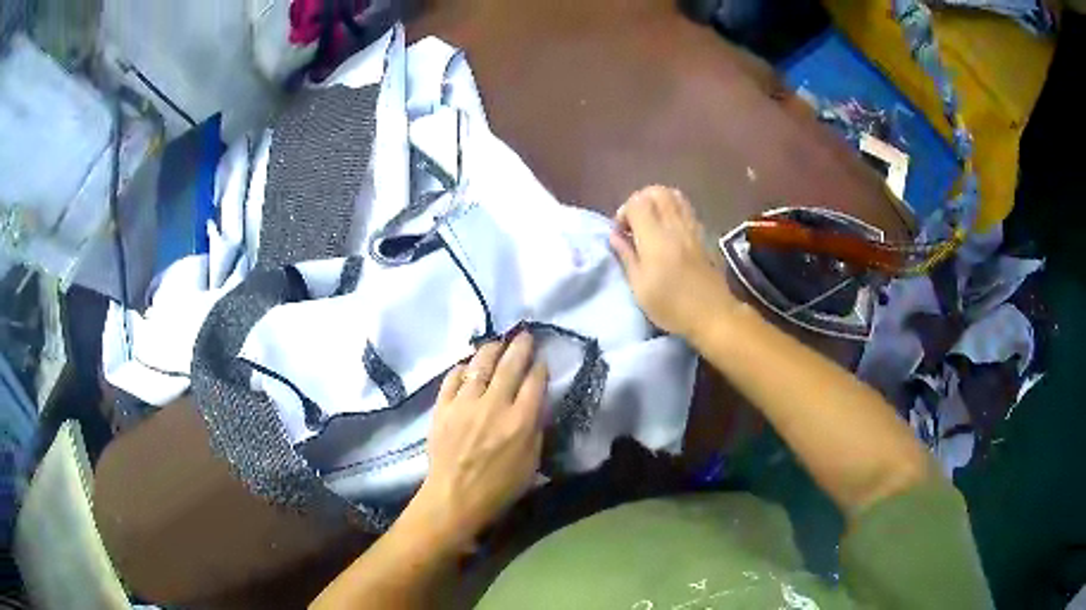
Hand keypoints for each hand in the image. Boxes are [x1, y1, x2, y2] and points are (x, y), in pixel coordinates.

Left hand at [408, 333, 547, 551]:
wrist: (454, 497)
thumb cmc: (498, 487)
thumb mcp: (531, 463)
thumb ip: (535, 429)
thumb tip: (536, 403)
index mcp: (520, 421)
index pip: (534, 382)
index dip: (540, 367)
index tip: (541, 359)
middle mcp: (494, 406)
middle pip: (509, 366)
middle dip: (520, 347)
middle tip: (524, 335)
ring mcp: (465, 404)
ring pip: (480, 365)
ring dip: (491, 349)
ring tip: (497, 342)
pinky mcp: (443, 407)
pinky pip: (452, 379)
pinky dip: (462, 368)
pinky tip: (467, 365)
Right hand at [610, 185, 738, 338]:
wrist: (713, 314)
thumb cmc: (672, 306)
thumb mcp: (640, 287)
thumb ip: (627, 256)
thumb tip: (615, 236)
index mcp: (656, 238)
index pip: (637, 203)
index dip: (624, 211)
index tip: (622, 233)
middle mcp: (675, 226)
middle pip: (656, 191)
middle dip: (640, 201)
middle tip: (635, 223)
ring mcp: (693, 227)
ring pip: (674, 195)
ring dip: (658, 202)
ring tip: (651, 224)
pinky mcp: (704, 234)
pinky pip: (686, 208)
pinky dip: (673, 210)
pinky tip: (669, 231)